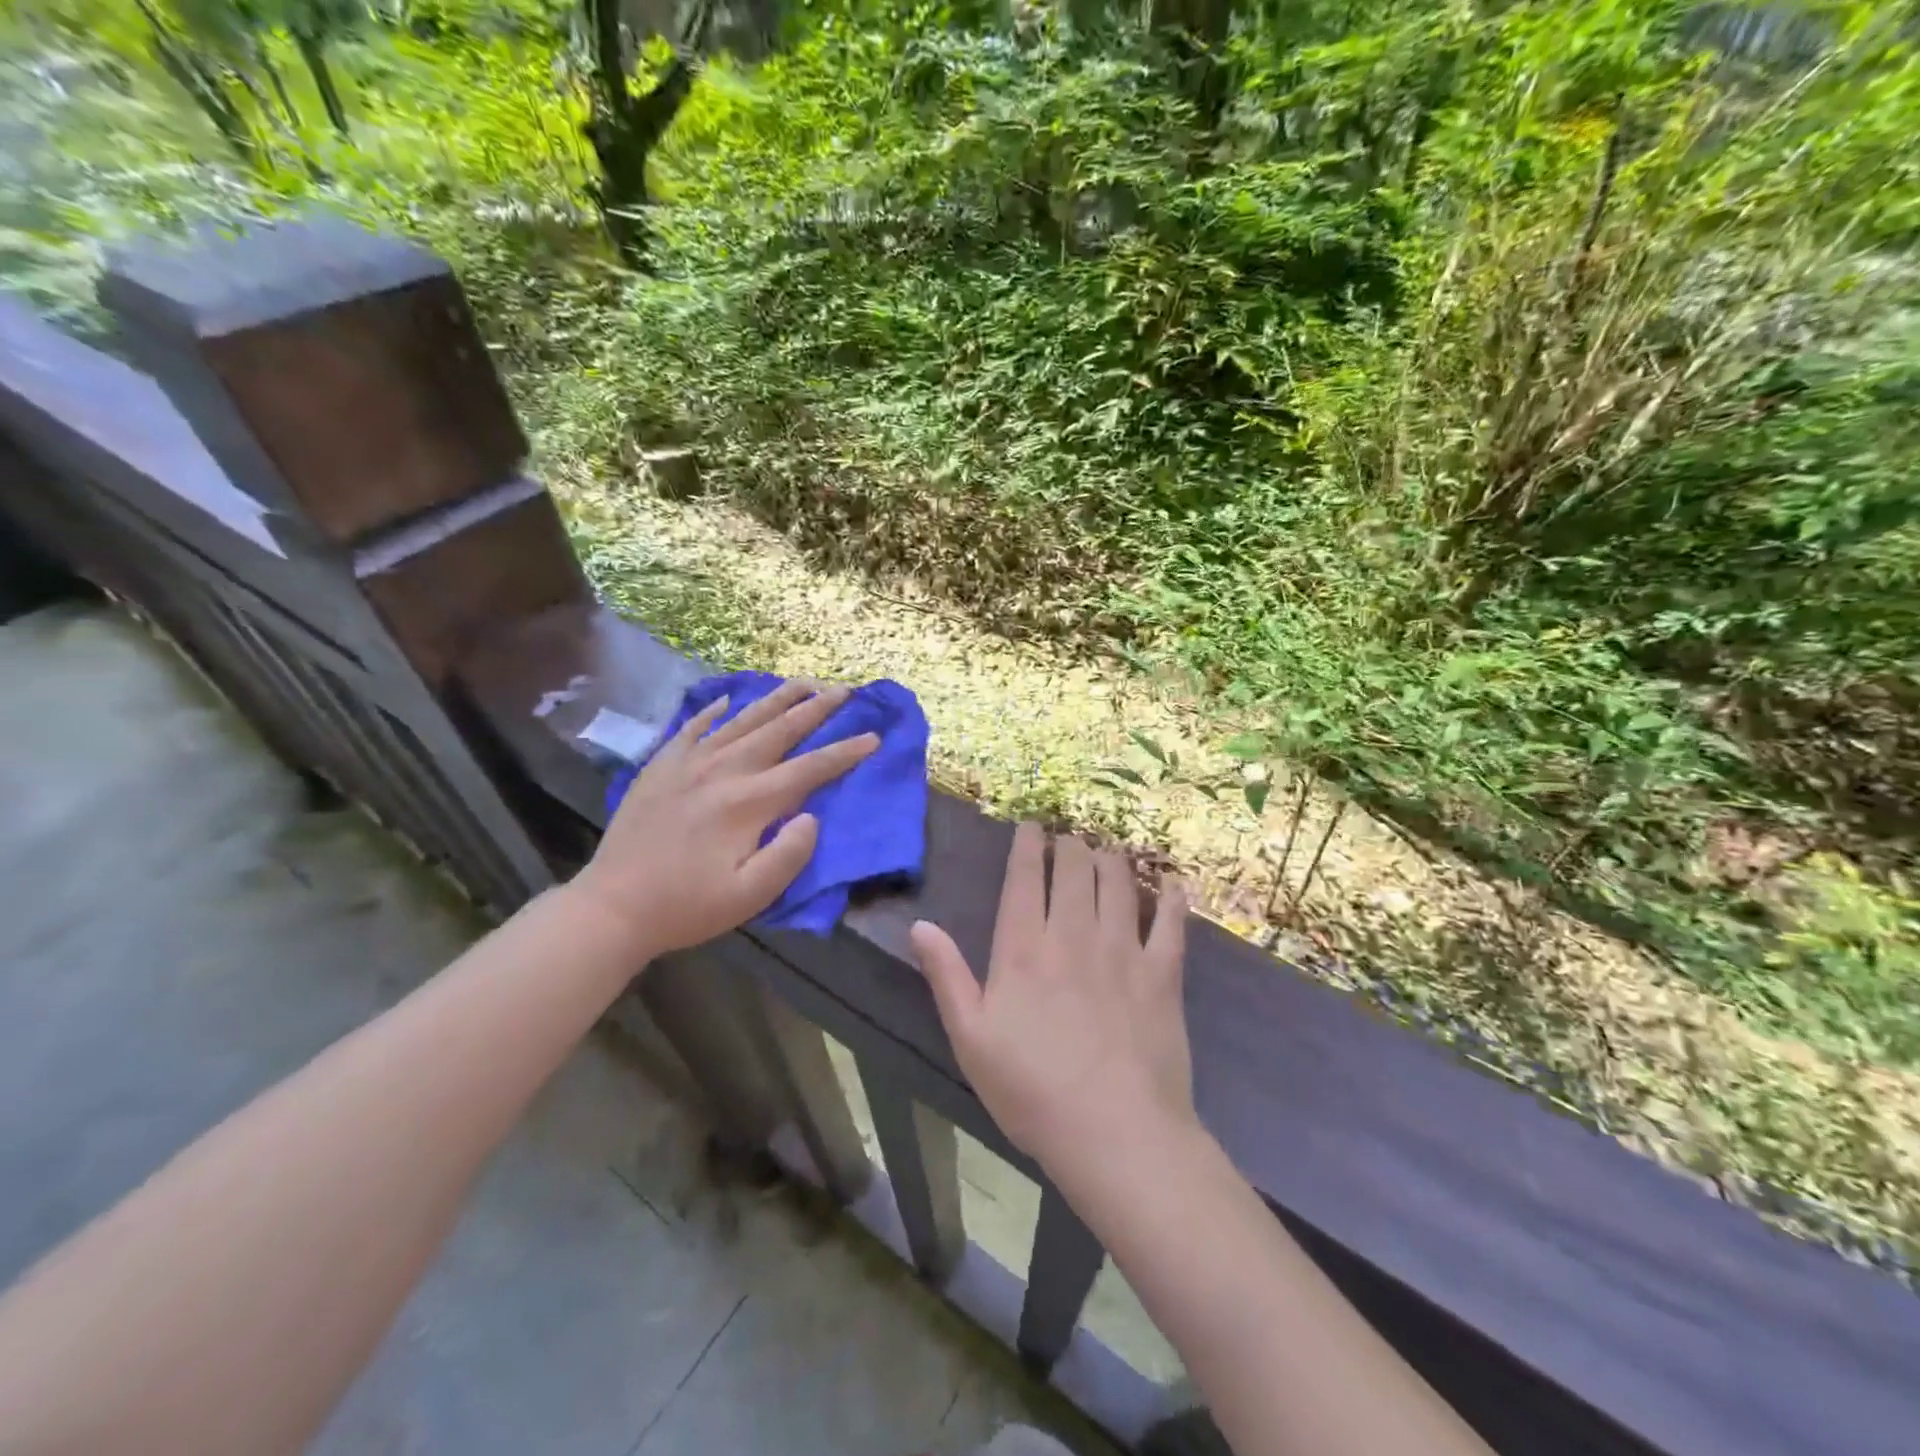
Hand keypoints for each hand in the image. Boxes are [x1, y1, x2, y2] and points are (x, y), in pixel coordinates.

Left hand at [570, 680, 877, 958]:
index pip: (809, 769)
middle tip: (843, 689)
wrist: (612, 907)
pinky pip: (693, 727)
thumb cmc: (687, 907)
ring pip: (742, 720)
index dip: (844, 752)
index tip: (873, 737)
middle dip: (816, 708)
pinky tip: (728, 700)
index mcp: (748, 803)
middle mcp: (723, 771)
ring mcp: (689, 764)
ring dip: (776, 699)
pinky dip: (714, 711)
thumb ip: (789, 854)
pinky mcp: (661, 767)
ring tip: (802, 682)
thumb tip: (811, 816)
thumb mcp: (750, 896)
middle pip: (779, 730)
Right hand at [909, 823, 1193, 1171]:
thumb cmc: (1032, 1090)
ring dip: (1110, 858)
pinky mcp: (1163, 974)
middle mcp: (1073, 935)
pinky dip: (1170, 897)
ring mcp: (1123, 951)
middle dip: (1069, 844)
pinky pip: (1171, 923)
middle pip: (1074, 870)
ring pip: (1118, 883)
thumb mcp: (971, 1038)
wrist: (1115, 1133)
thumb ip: (946, 976)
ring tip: (1105, 848)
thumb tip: (921, 925)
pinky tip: (1170, 881)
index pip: (1024, 879)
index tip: (1031, 824)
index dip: (1027, 845)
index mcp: (1024, 949)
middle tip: (1068, 836)